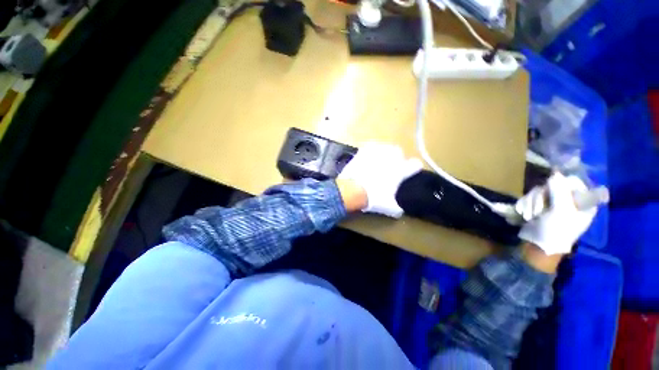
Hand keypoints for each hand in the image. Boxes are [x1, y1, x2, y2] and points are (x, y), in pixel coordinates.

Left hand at [338, 142, 422, 217]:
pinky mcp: (364, 151)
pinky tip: (368, 155)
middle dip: (397, 157)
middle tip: (391, 165)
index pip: (415, 165)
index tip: (412, 169)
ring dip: (384, 152)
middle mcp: (390, 159)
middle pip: (399, 151)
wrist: (353, 189)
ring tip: (379, 159)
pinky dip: (371, 149)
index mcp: (400, 171)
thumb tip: (399, 212)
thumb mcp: (388, 207)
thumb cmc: (373, 197)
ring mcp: (377, 153)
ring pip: (385, 146)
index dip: (414, 167)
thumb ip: (397, 209)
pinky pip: (371, 146)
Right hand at [517, 172, 596, 254]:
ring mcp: (553, 203)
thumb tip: (555, 173)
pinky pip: (530, 197)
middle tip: (539, 210)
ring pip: (538, 191)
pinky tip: (525, 214)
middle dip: (541, 197)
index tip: (551, 193)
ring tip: (530, 216)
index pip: (574, 181)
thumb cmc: (556, 231)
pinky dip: (525, 205)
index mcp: (583, 201)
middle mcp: (569, 200)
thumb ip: (560, 190)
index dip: (561, 184)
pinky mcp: (539, 206)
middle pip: (553, 185)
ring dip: (531, 202)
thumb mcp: (561, 210)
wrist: (538, 246)